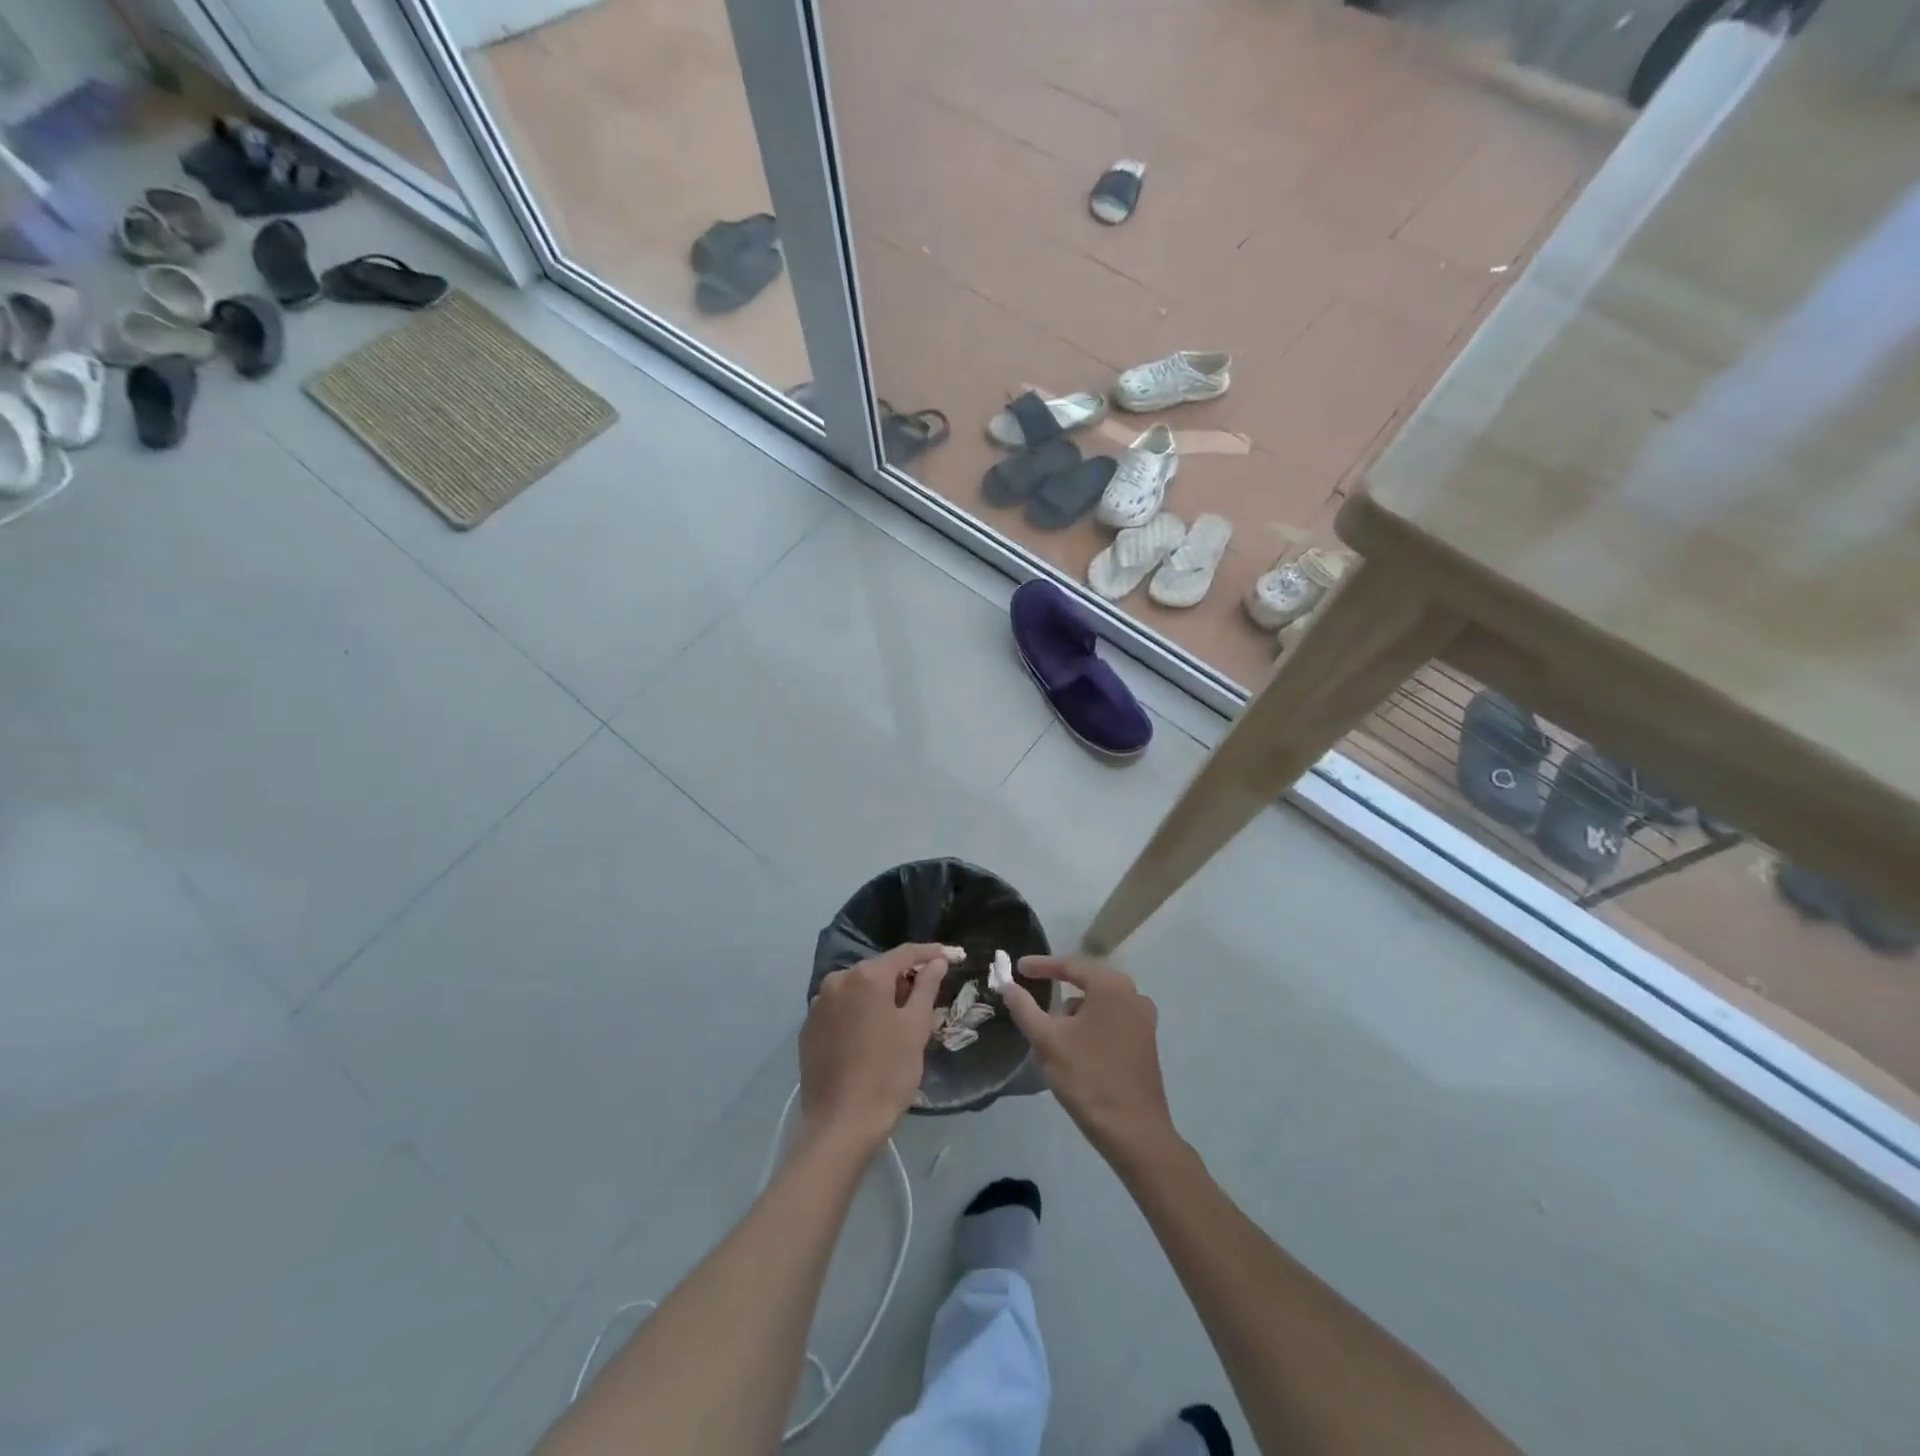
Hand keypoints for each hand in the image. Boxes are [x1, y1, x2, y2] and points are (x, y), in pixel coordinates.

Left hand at [800, 942, 947, 1152]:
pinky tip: (870, 1035)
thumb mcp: (916, 1028)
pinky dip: (858, 1012)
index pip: (904, 954)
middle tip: (927, 997)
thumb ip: (927, 987)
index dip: (930, 953)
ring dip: (880, 996)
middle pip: (879, 970)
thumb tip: (937, 961)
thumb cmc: (887, 1073)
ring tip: (899, 1019)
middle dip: (904, 978)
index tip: (950, 955)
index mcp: (866, 976)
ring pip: (858, 989)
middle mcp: (838, 980)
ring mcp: (818, 1004)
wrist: (840, 1124)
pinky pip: (841, 1008)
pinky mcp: (808, 1028)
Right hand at [1001, 955, 1177, 1165]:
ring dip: (1073, 1012)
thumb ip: (1024, 1008)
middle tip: (1031, 996)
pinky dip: (1089, 1025)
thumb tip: (1008, 985)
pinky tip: (1075, 1048)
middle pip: (1086, 982)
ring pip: (1098, 1004)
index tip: (1017, 968)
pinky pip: (1110, 1020)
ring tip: (1051, 1033)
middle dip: (1057, 990)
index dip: (1040, 965)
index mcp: (1111, 987)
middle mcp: (1132, 995)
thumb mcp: (1047, 1041)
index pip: (1070, 965)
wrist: (1134, 1132)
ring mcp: (1143, 1019)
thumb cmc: (1088, 1078)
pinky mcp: (1146, 1042)